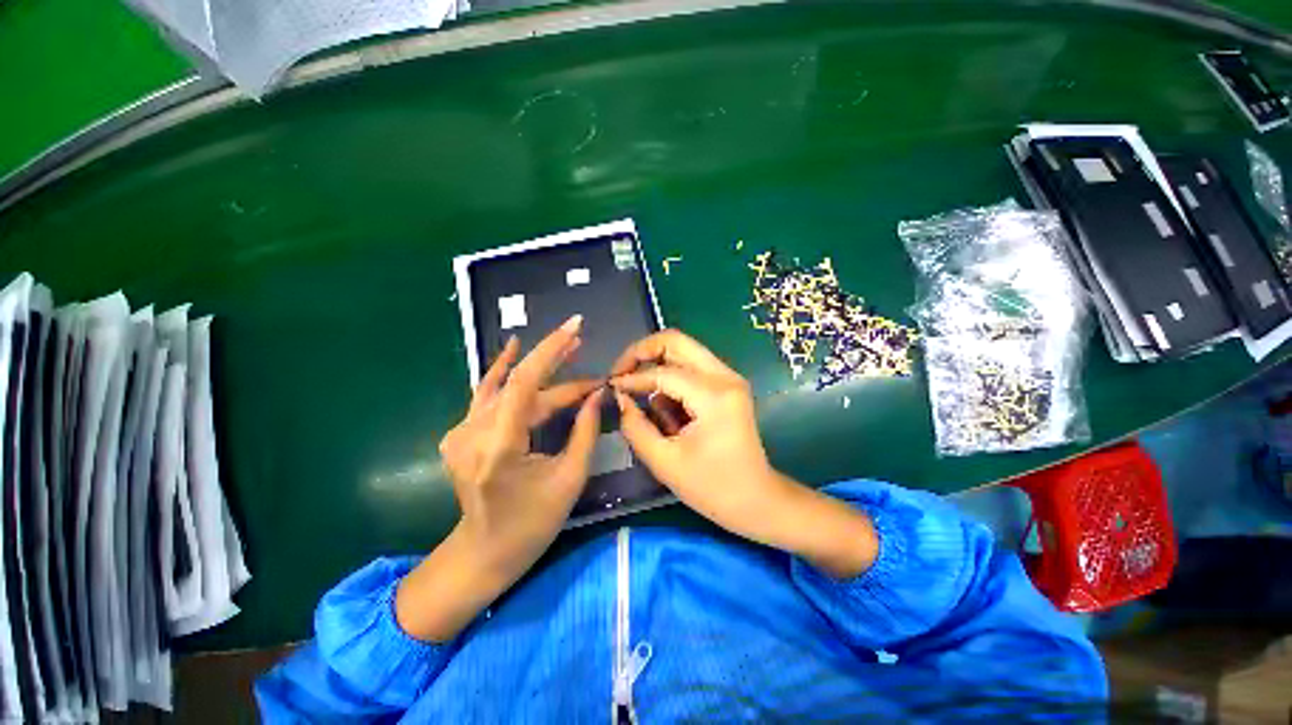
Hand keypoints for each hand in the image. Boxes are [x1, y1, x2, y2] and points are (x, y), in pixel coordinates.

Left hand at [397, 316, 601, 640]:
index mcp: (498, 449)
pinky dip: (503, 372)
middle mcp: (472, 434)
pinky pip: (486, 395)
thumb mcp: (570, 478)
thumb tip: (598, 394)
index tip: (576, 328)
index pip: (526, 383)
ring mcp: (460, 433)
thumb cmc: (532, 524)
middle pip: (520, 385)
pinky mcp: (460, 433)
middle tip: (582, 342)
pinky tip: (512, 347)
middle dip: (556, 364)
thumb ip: (585, 431)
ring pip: (506, 387)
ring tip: (567, 347)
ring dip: (537, 367)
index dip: (551, 350)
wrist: (484, 553)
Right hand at [610, 330, 876, 577]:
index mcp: (713, 396)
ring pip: (683, 352)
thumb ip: (635, 426)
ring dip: (658, 371)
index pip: (662, 372)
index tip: (610, 388)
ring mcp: (729, 378)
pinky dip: (672, 384)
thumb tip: (620, 397)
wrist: (758, 500)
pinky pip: (691, 370)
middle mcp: (725, 376)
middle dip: (642, 352)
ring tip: (651, 408)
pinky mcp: (728, 385)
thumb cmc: (712, 488)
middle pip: (676, 341)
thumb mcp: (664, 462)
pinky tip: (671, 416)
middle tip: (622, 374)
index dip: (632, 378)